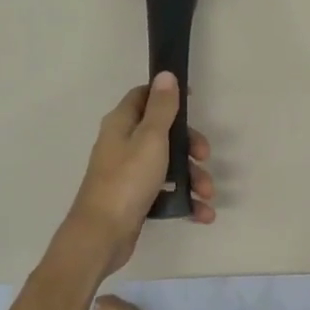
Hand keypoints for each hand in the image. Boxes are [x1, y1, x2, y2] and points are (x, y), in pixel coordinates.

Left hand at [52, 74, 214, 278]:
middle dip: (189, 145)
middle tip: (205, 156)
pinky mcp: (134, 198)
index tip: (193, 101)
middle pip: (163, 132)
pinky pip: (164, 191)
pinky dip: (183, 198)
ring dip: (192, 176)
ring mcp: (128, 173)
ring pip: (167, 164)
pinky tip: (202, 212)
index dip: (168, 95)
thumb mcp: (151, 138)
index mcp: (122, 124)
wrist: (101, 236)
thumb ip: (162, 107)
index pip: (144, 96)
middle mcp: (122, 144)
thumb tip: (165, 74)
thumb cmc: (127, 180)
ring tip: (207, 194)